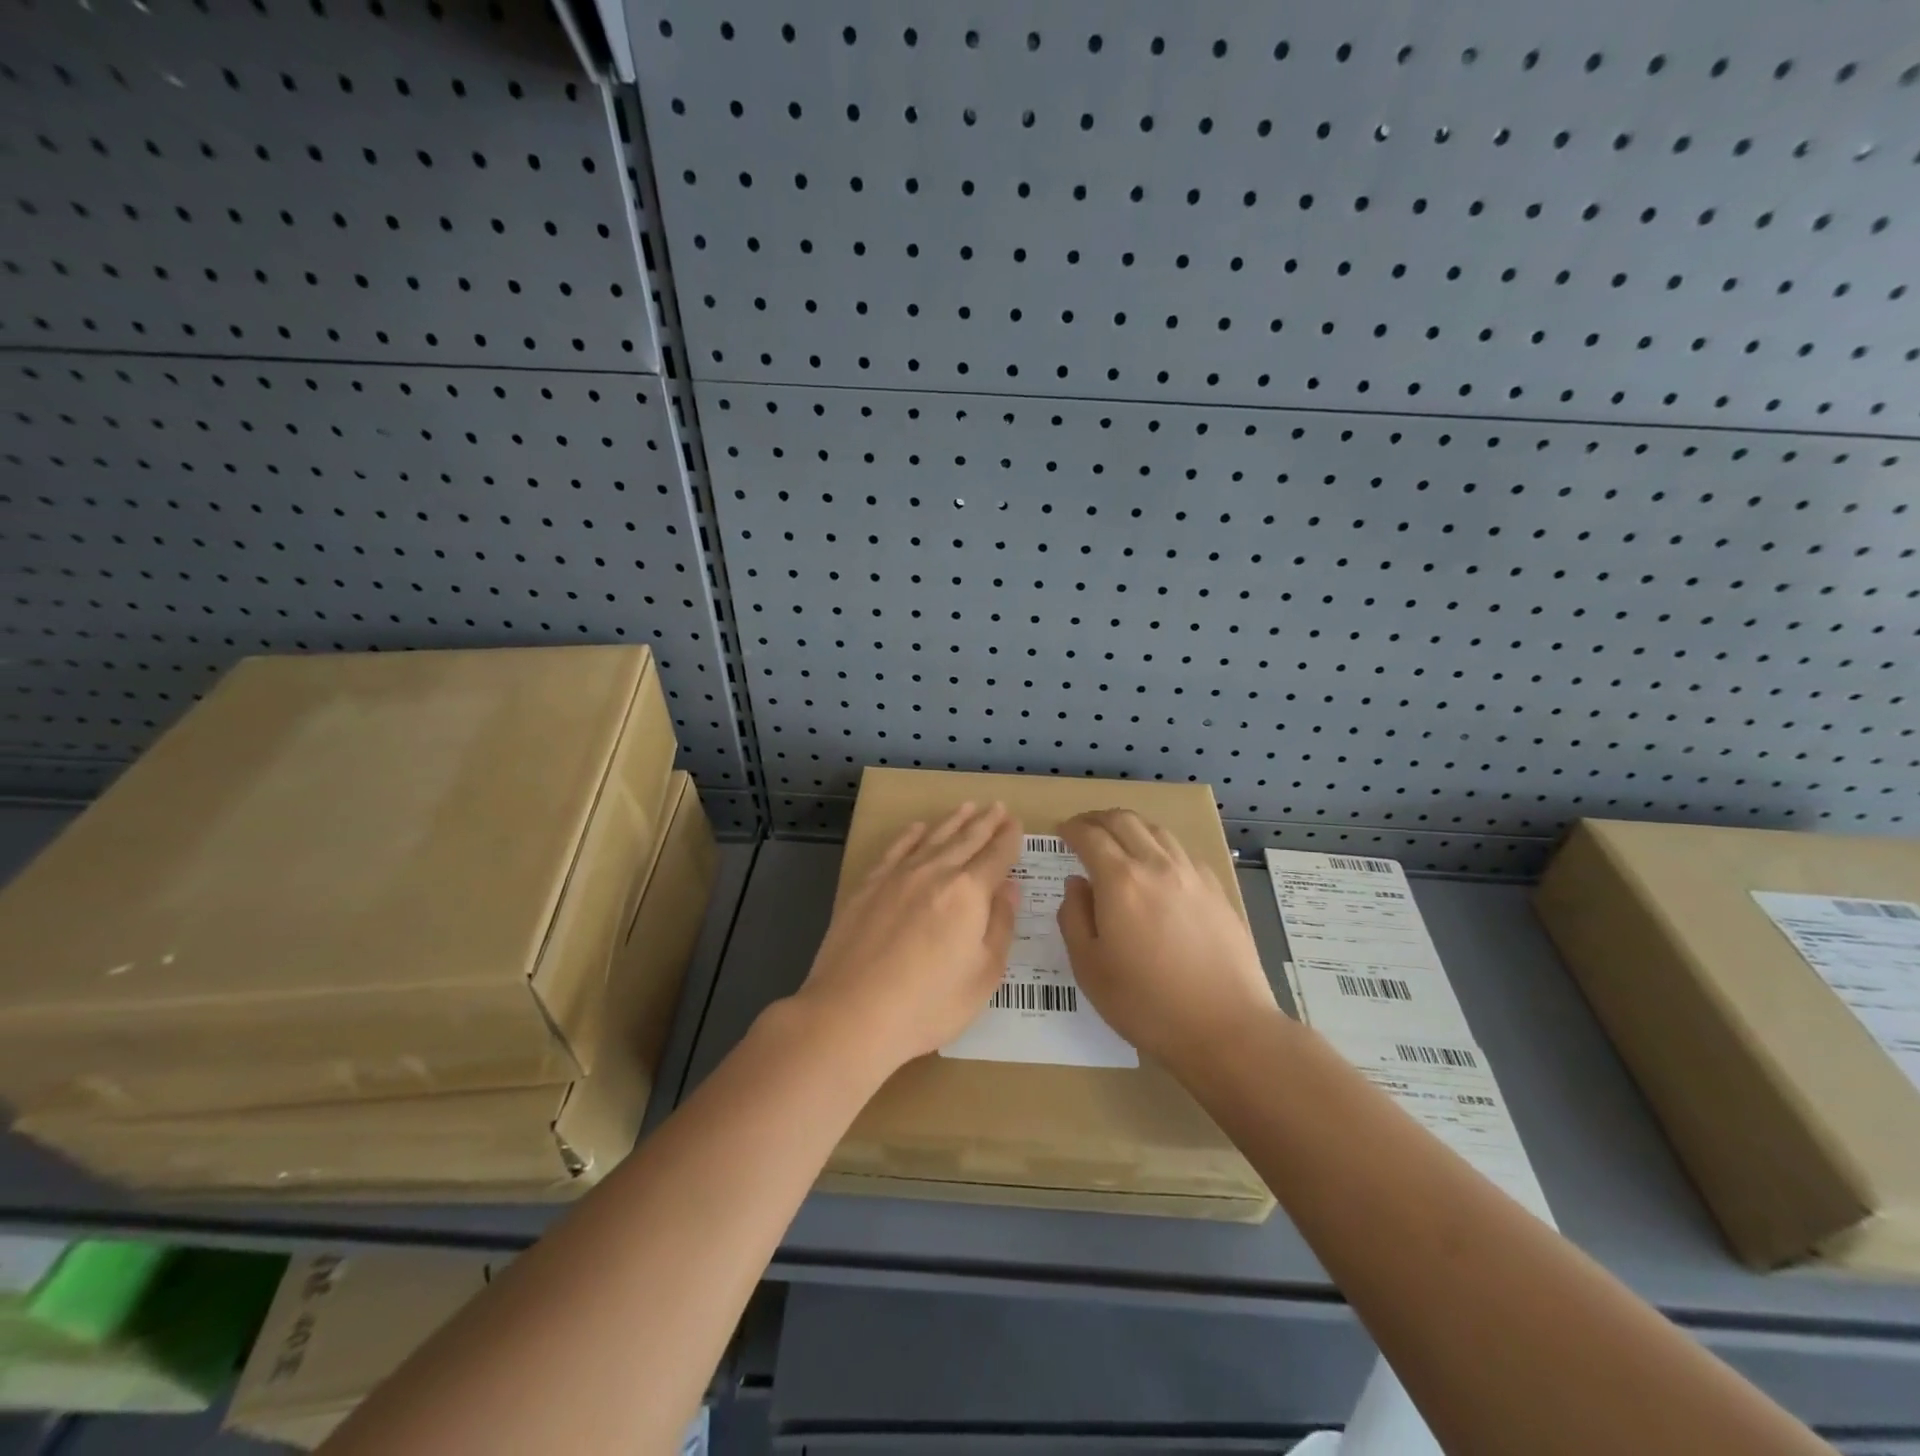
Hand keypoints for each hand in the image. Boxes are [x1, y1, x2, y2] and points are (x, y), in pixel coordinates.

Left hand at [794, 803, 1021, 1074]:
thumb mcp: (983, 976)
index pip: (996, 856)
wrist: (852, 1014)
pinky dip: (910, 835)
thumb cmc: (928, 1005)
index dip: (1009, 839)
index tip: (1015, 823)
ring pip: (932, 838)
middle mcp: (935, 873)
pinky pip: (895, 850)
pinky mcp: (868, 886)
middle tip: (997, 807)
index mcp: (969, 893)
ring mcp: (897, 876)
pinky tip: (917, 828)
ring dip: (953, 821)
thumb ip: (1000, 926)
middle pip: (966, 840)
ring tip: (967, 806)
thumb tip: (1010, 888)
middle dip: (985, 823)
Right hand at [1057, 809, 1277, 1075]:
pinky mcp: (1217, 891)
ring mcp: (1192, 876)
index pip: (1090, 836)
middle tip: (1083, 827)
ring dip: (1131, 826)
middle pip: (1125, 821)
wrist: (1226, 1028)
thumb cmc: (1146, 1004)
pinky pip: (1182, 852)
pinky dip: (1160, 845)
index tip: (1061, 831)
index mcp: (1120, 882)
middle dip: (1098, 818)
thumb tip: (1076, 884)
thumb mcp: (1090, 968)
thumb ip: (1074, 918)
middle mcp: (1157, 866)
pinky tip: (1158, 865)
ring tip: (1118, 838)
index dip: (1072, 829)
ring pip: (1157, 830)